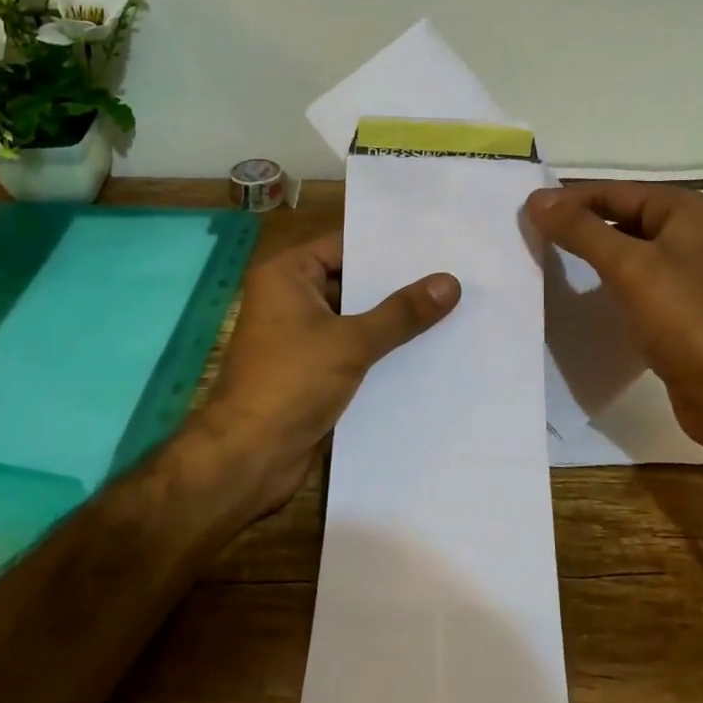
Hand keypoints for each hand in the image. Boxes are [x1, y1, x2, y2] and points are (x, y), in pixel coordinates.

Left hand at [199, 233, 459, 514]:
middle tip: (453, 277)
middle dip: (397, 287)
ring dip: (393, 323)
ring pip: (355, 320)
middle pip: (352, 283)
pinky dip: (381, 352)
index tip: (435, 245)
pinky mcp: (311, 372)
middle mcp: (289, 299)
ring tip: (451, 310)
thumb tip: (450, 282)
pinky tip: (427, 352)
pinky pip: (352, 352)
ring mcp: (299, 338)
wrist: (249, 457)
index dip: (388, 248)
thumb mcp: (352, 341)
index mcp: (286, 275)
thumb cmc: (292, 382)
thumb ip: (401, 312)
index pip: (345, 247)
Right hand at [526, 182, 702, 451]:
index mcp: (686, 209)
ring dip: (590, 248)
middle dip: (578, 223)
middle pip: (621, 213)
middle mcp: (691, 229)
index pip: (614, 191)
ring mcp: (688, 265)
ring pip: (626, 244)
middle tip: (532, 233)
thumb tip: (534, 199)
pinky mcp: (681, 298)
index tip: (526, 213)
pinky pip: (635, 273)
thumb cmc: (682, 320)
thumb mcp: (627, 267)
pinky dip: (607, 274)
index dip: (568, 200)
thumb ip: (580, 229)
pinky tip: (583, 286)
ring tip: (548, 255)